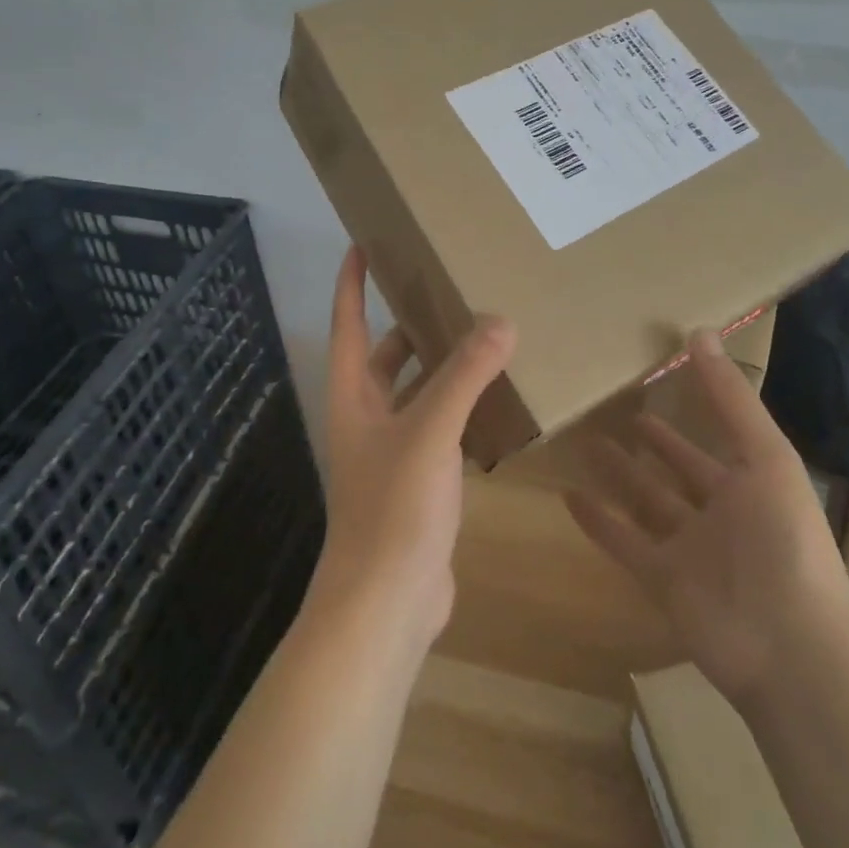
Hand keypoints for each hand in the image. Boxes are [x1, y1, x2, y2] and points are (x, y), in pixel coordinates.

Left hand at [308, 247, 516, 650]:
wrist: (385, 603)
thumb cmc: (394, 506)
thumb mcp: (431, 431)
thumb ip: (465, 375)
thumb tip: (501, 321)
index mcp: (353, 396)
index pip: (348, 323)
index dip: (351, 283)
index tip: (362, 243)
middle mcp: (367, 417)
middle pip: (385, 356)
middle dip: (410, 324)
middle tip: (449, 290)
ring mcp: (392, 452)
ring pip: (418, 393)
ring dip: (443, 367)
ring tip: (484, 336)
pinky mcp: (419, 482)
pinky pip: (442, 429)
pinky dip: (464, 409)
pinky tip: (498, 399)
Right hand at [566, 330, 848, 706]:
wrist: (790, 649)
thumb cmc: (783, 541)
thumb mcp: (765, 457)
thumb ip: (730, 399)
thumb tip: (699, 332)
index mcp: (750, 484)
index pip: (713, 437)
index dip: (690, 409)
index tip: (658, 376)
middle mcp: (718, 514)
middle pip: (675, 470)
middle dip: (650, 443)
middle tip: (614, 408)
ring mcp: (689, 550)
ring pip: (645, 503)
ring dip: (618, 475)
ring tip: (585, 440)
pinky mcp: (661, 581)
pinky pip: (622, 544)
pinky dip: (597, 523)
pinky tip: (567, 496)